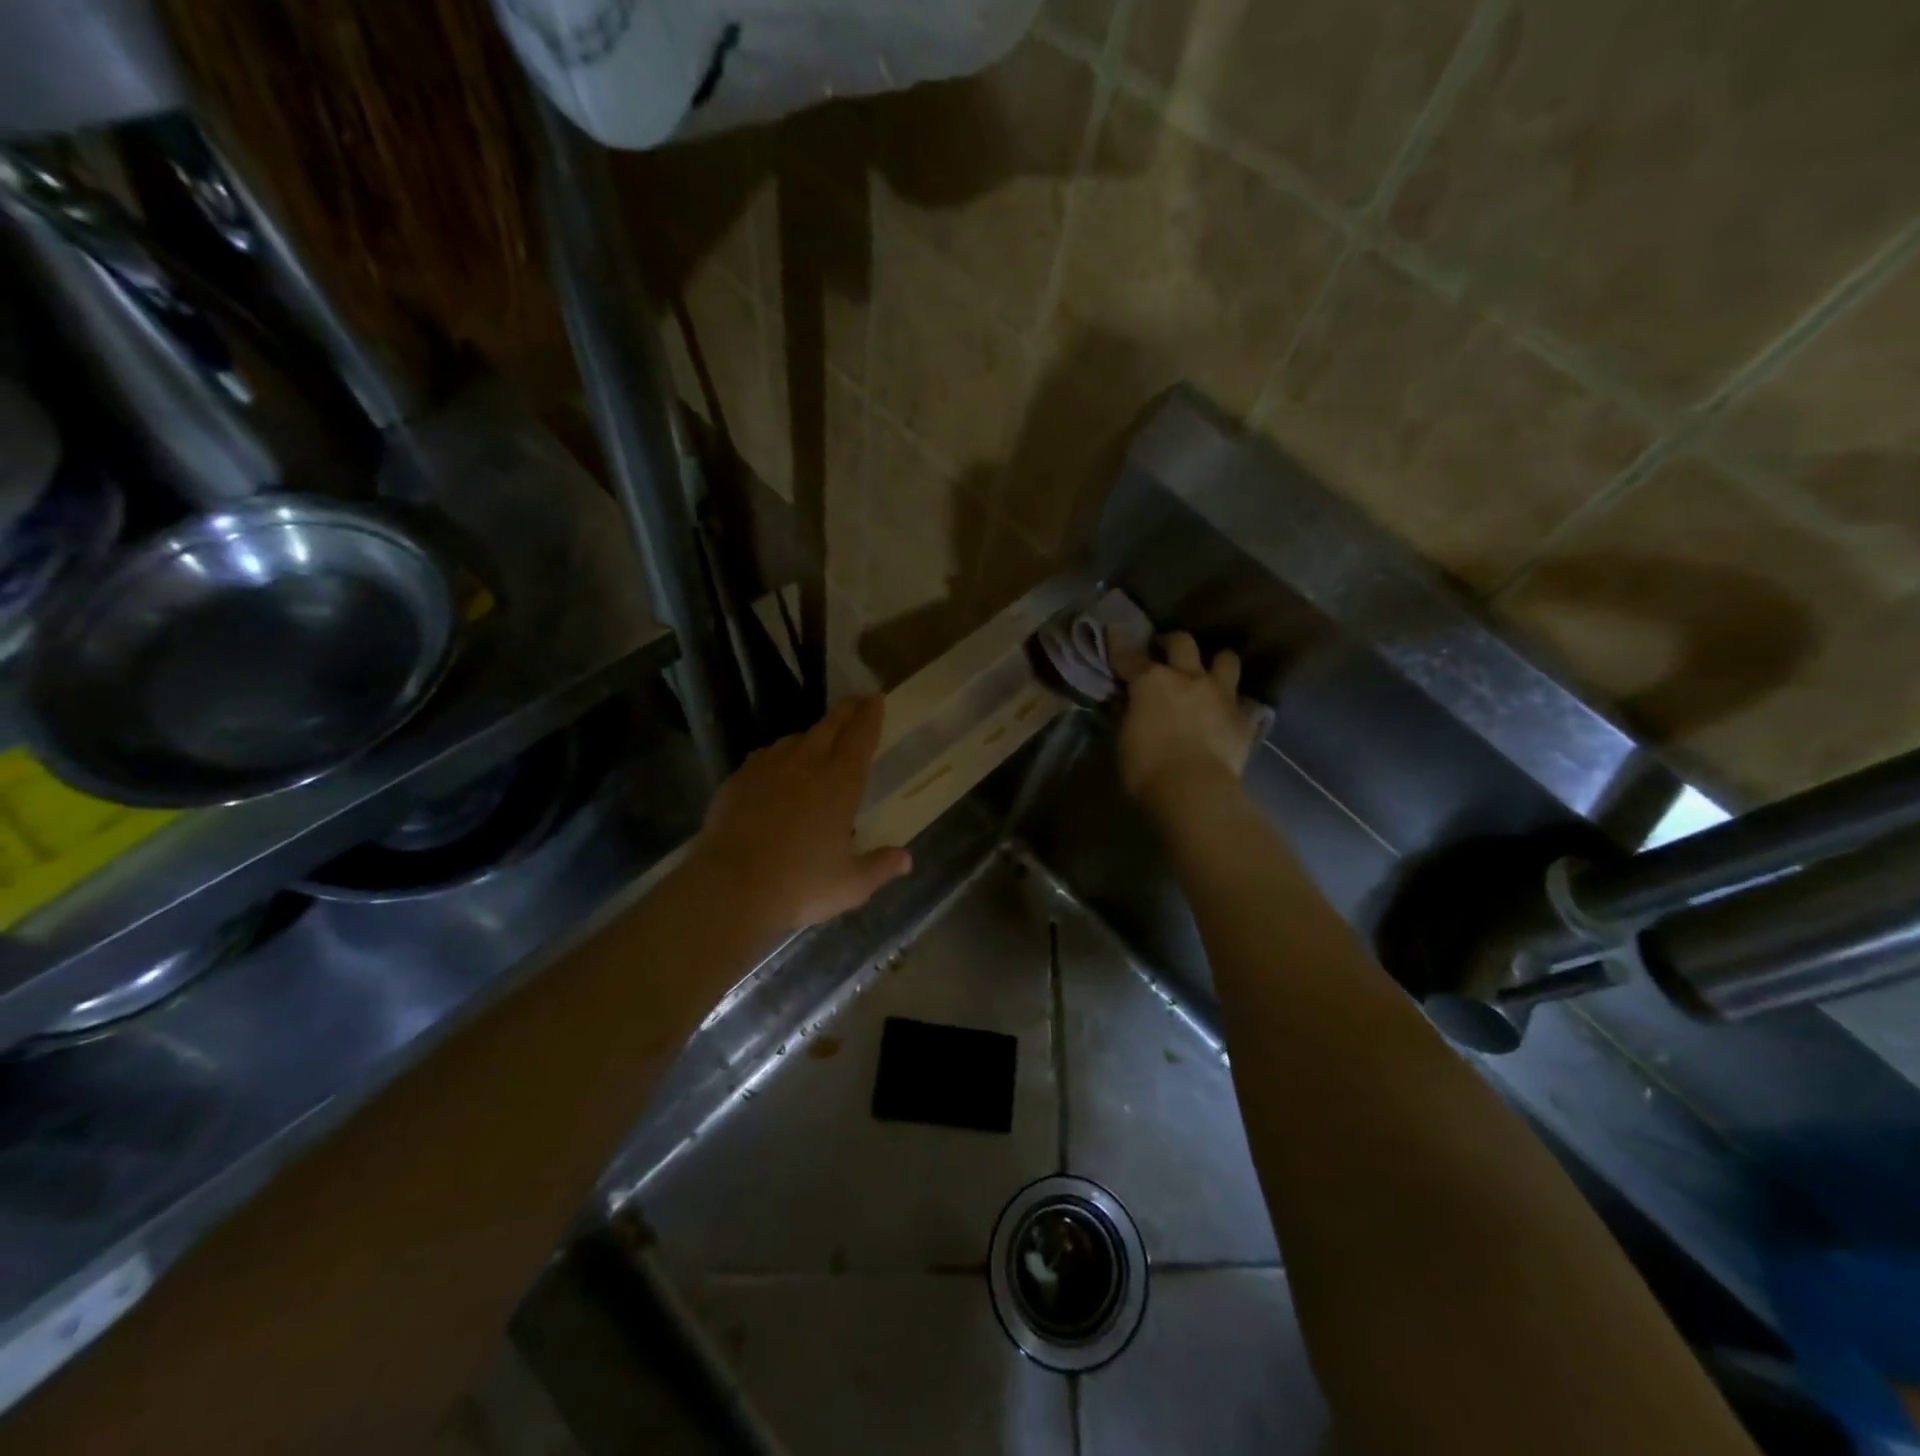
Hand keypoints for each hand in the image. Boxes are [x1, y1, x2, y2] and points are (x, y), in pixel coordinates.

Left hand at [688, 695, 912, 937]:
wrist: (732, 888)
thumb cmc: (801, 885)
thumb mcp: (851, 884)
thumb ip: (881, 867)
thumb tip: (906, 859)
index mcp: (841, 784)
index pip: (861, 738)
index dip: (870, 716)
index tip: (876, 698)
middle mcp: (807, 766)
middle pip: (830, 726)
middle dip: (847, 710)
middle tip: (857, 700)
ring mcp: (769, 769)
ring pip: (795, 738)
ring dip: (813, 732)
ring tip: (819, 737)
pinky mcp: (739, 780)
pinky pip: (765, 755)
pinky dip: (779, 753)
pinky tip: (777, 764)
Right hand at [1110, 630, 1257, 811]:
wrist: (1195, 791)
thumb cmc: (1146, 768)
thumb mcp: (1123, 740)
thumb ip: (1125, 713)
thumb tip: (1124, 701)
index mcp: (1151, 680)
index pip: (1128, 655)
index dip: (1119, 646)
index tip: (1114, 636)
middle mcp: (1188, 677)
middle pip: (1182, 641)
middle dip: (1170, 642)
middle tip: (1162, 652)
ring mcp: (1220, 694)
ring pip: (1225, 659)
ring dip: (1214, 662)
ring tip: (1205, 673)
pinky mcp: (1242, 717)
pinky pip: (1240, 699)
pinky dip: (1230, 701)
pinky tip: (1222, 711)